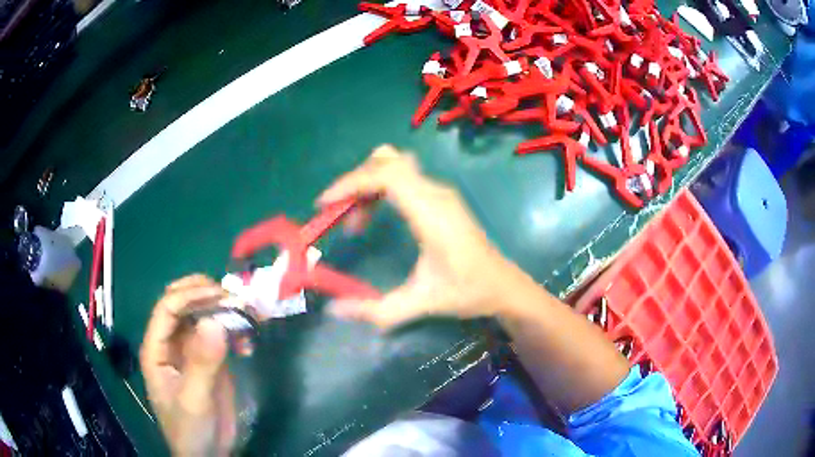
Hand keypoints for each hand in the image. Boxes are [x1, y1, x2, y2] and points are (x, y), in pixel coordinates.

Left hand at [139, 275, 235, 455]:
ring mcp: (191, 350)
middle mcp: (171, 342)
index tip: (222, 295)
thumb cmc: (191, 430)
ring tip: (248, 318)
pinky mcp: (210, 360)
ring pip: (203, 315)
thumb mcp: (195, 400)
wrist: (208, 454)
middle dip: (207, 294)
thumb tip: (214, 321)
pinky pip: (220, 335)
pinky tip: (248, 345)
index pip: (167, 308)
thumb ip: (202, 363)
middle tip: (235, 299)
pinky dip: (235, 332)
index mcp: (157, 348)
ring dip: (225, 311)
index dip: (191, 295)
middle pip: (182, 303)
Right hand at [321, 145, 518, 328]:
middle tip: (341, 218)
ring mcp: (440, 192)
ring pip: (394, 166)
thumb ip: (376, 310)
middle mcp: (436, 193)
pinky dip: (379, 189)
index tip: (325, 203)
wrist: (504, 286)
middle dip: (355, 183)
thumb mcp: (420, 303)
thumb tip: (334, 309)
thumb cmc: (468, 292)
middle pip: (387, 162)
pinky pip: (402, 178)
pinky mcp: (440, 197)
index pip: (387, 175)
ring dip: (367, 185)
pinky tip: (374, 218)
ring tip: (356, 224)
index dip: (351, 182)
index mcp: (432, 213)